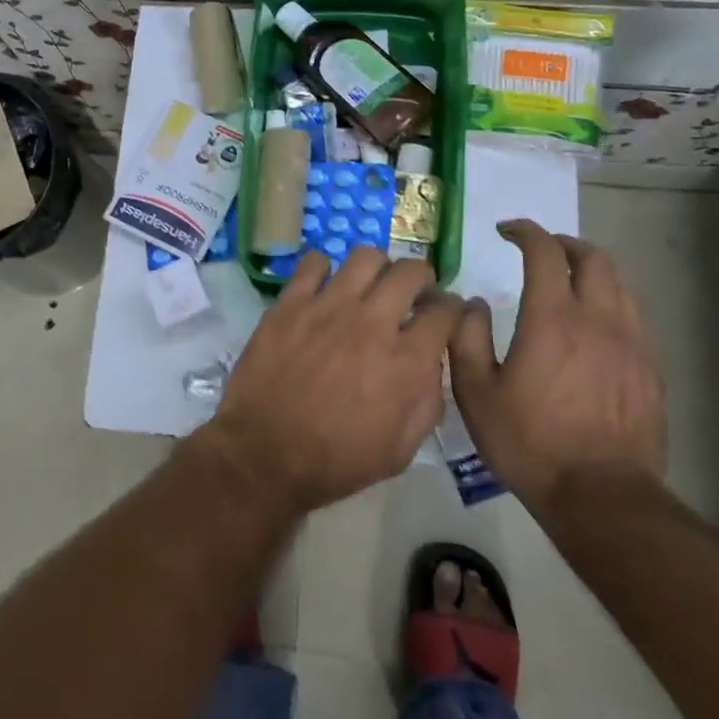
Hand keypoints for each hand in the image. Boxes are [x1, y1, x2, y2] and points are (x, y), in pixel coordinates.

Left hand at [205, 249, 465, 512]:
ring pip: (366, 257)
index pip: (446, 311)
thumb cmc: (336, 461)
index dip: (452, 309)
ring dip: (377, 268)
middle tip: (411, 294)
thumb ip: (427, 401)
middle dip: (421, 278)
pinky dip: (325, 268)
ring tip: (369, 286)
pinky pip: (313, 262)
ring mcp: (328, 307)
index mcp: (407, 360)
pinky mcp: (291, 303)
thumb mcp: (401, 449)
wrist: (265, 454)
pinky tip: (324, 287)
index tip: (445, 315)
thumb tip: (431, 364)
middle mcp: (373, 322)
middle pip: (410, 271)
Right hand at [447, 220, 665, 519]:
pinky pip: (633, 317)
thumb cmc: (530, 442)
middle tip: (541, 249)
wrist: (601, 496)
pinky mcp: (650, 370)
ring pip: (619, 284)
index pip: (544, 251)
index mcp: (552, 318)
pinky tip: (595, 325)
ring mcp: (632, 343)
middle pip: (593, 257)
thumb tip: (471, 304)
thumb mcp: (475, 393)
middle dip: (564, 243)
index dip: (525, 231)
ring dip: (592, 269)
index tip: (507, 230)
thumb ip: (466, 338)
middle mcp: (598, 318)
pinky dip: (611, 302)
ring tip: (569, 280)